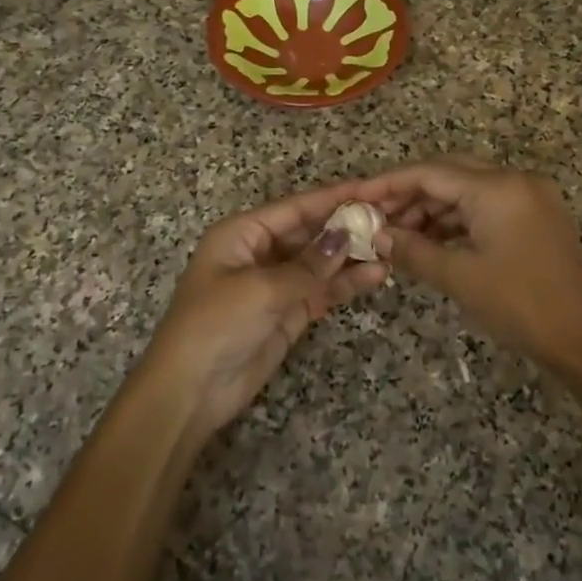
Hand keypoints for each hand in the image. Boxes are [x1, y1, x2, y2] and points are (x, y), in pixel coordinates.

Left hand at [140, 183, 389, 434]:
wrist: (190, 391)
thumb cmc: (216, 325)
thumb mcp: (260, 289)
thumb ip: (308, 266)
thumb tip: (346, 237)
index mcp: (242, 234)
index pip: (294, 208)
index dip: (332, 198)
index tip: (370, 189)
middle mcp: (260, 253)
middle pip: (309, 232)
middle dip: (347, 226)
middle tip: (389, 218)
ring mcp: (275, 284)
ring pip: (320, 262)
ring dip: (352, 256)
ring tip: (391, 247)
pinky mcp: (288, 313)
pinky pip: (322, 290)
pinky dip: (346, 284)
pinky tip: (376, 275)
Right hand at [354, 159, 581, 367]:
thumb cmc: (521, 305)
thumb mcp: (460, 277)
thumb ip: (413, 251)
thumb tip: (377, 237)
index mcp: (497, 187)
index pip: (430, 172)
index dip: (389, 183)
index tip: (357, 197)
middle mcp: (515, 180)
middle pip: (449, 174)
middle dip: (409, 195)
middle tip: (374, 218)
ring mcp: (529, 197)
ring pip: (467, 192)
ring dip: (432, 210)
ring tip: (397, 236)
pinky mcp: (536, 217)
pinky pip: (486, 207)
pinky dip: (456, 222)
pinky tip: (430, 242)